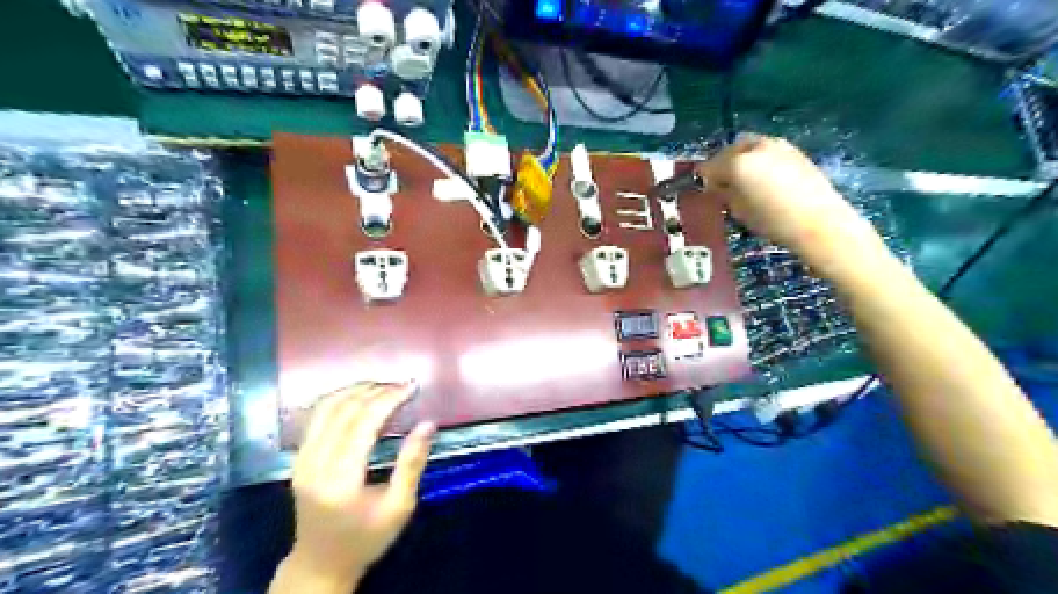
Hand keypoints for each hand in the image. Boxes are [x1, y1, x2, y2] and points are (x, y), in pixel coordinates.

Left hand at [275, 382, 437, 590]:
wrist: (320, 564)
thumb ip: (412, 463)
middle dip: (376, 391)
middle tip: (403, 385)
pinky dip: (339, 399)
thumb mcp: (399, 506)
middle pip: (344, 410)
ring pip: (326, 407)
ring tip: (384, 387)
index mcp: (341, 479)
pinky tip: (359, 397)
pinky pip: (316, 417)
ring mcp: (302, 459)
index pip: (363, 423)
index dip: (388, 399)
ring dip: (356, 390)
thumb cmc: (366, 538)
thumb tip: (428, 423)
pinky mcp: (298, 458)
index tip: (412, 387)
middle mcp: (315, 464)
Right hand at [701, 132, 881, 268]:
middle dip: (722, 165)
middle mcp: (754, 147)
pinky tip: (764, 178)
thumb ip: (724, 194)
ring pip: (748, 146)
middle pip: (728, 151)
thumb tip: (717, 186)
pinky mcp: (793, 150)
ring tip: (744, 180)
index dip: (703, 179)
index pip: (709, 166)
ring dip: (741, 159)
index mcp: (737, 163)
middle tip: (723, 184)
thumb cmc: (773, 221)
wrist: (819, 222)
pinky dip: (759, 160)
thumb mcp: (739, 211)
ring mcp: (776, 144)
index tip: (704, 190)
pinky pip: (766, 150)